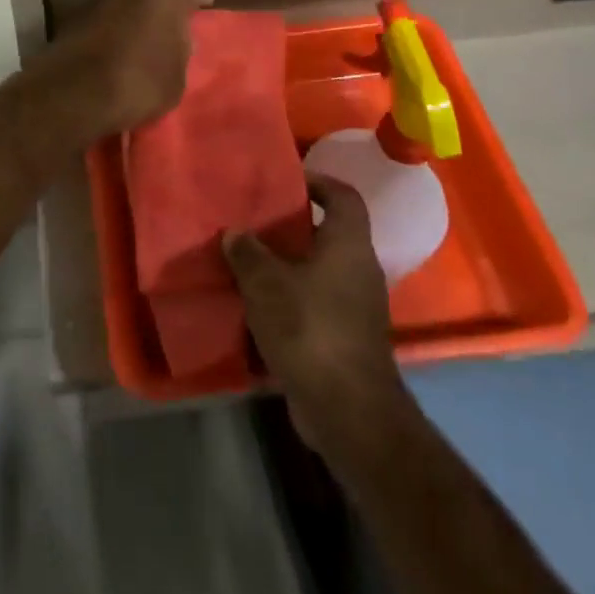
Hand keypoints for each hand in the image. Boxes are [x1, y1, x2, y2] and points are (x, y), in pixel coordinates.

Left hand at [40, 0, 212, 136]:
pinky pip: (106, 19)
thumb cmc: (137, 85)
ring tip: (141, 39)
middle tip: (171, 26)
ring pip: (127, 4)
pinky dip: (112, 29)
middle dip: (163, 8)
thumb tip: (175, 42)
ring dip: (134, 17)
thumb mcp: (175, 81)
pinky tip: (115, 47)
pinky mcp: (75, 15)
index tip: (206, 3)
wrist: (73, 92)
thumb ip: (180, 54)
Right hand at [225, 176, 409, 450]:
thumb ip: (248, 253)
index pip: (343, 196)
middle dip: (294, 226)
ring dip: (290, 266)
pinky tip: (260, 306)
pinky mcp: (347, 338)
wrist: (347, 411)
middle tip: (257, 221)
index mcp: (349, 244)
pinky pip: (318, 303)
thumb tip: (235, 233)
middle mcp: (360, 269)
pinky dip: (293, 300)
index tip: (286, 182)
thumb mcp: (266, 283)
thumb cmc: (310, 328)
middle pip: (330, 233)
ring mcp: (357, 307)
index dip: (318, 182)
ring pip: (321, 271)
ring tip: (251, 261)